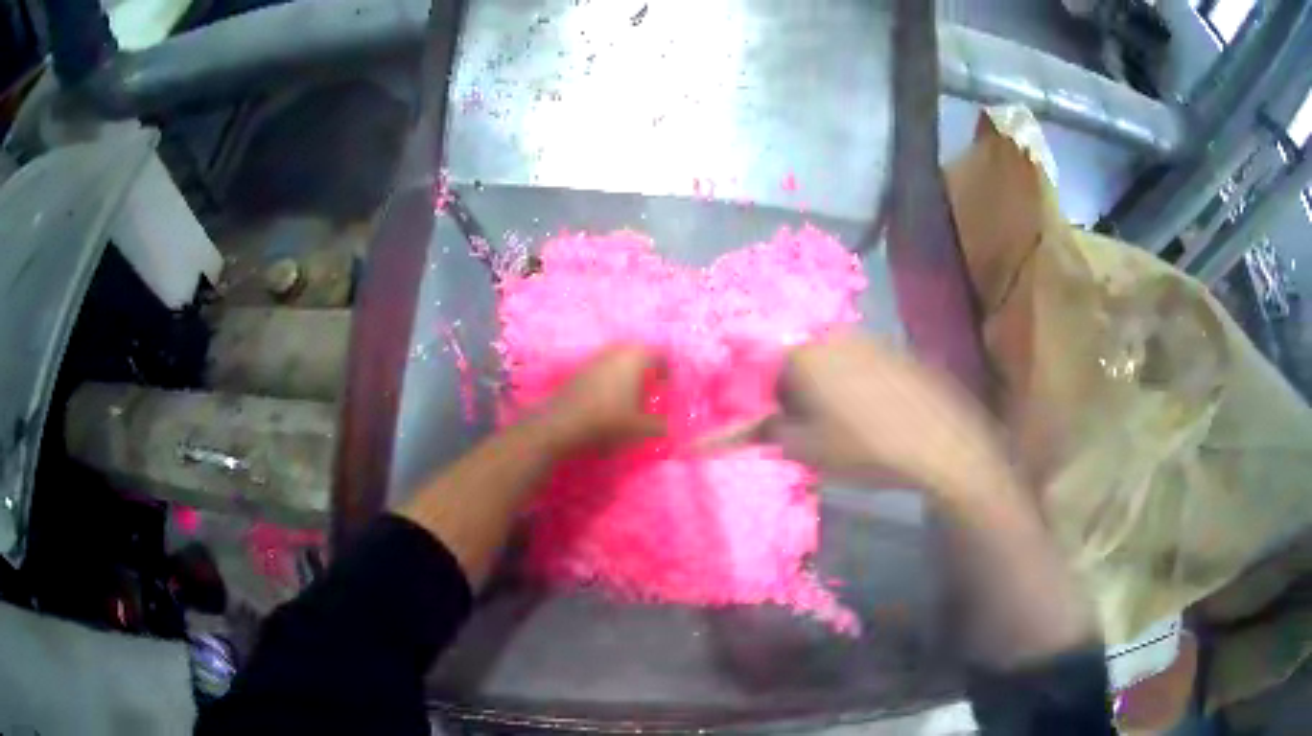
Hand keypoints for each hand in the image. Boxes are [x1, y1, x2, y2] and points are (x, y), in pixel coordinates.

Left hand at [539, 346, 666, 449]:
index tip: (669, 386)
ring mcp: (596, 356)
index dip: (668, 369)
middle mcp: (617, 350)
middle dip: (649, 367)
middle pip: (640, 352)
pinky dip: (612, 376)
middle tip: (654, 387)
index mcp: (636, 357)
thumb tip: (671, 428)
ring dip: (629, 371)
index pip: (661, 354)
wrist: (562, 423)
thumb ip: (660, 426)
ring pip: (620, 357)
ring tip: (633, 394)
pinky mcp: (581, 367)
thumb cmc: (608, 420)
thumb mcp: (640, 428)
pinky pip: (604, 366)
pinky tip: (611, 397)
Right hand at [714, 332, 1007, 494]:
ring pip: (828, 362)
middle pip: (794, 361)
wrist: (941, 442)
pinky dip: (851, 385)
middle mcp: (832, 336)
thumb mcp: (807, 450)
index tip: (757, 421)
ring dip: (821, 388)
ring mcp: (869, 340)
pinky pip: (859, 364)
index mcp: (803, 355)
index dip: (753, 397)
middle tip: (796, 428)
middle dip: (788, 392)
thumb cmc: (865, 447)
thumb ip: (769, 432)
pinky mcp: (896, 351)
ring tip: (833, 425)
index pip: (758, 369)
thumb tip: (748, 426)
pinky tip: (867, 414)